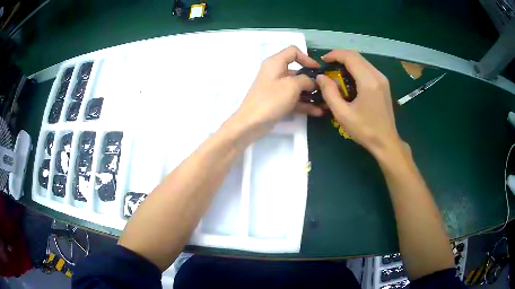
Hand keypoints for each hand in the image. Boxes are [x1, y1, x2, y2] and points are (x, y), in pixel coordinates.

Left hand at [230, 46, 323, 140]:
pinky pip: (293, 99)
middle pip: (298, 71)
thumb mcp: (292, 86)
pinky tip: (318, 112)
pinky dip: (304, 104)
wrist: (251, 123)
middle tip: (326, 89)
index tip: (318, 69)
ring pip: (297, 87)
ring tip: (326, 103)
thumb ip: (306, 80)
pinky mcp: (277, 101)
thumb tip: (313, 82)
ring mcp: (276, 88)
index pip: (293, 52)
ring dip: (311, 95)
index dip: (307, 58)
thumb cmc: (271, 99)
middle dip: (313, 80)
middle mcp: (276, 73)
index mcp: (275, 63)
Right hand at [316, 50, 401, 153]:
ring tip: (336, 72)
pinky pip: (368, 69)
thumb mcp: (343, 114)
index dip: (335, 55)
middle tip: (327, 66)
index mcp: (368, 81)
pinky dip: (356, 68)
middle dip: (340, 57)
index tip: (323, 61)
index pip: (350, 57)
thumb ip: (329, 93)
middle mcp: (377, 76)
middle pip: (357, 56)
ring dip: (348, 62)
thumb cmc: (365, 130)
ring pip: (363, 61)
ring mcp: (383, 79)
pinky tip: (349, 78)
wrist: (386, 142)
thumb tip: (321, 77)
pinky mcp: (384, 84)